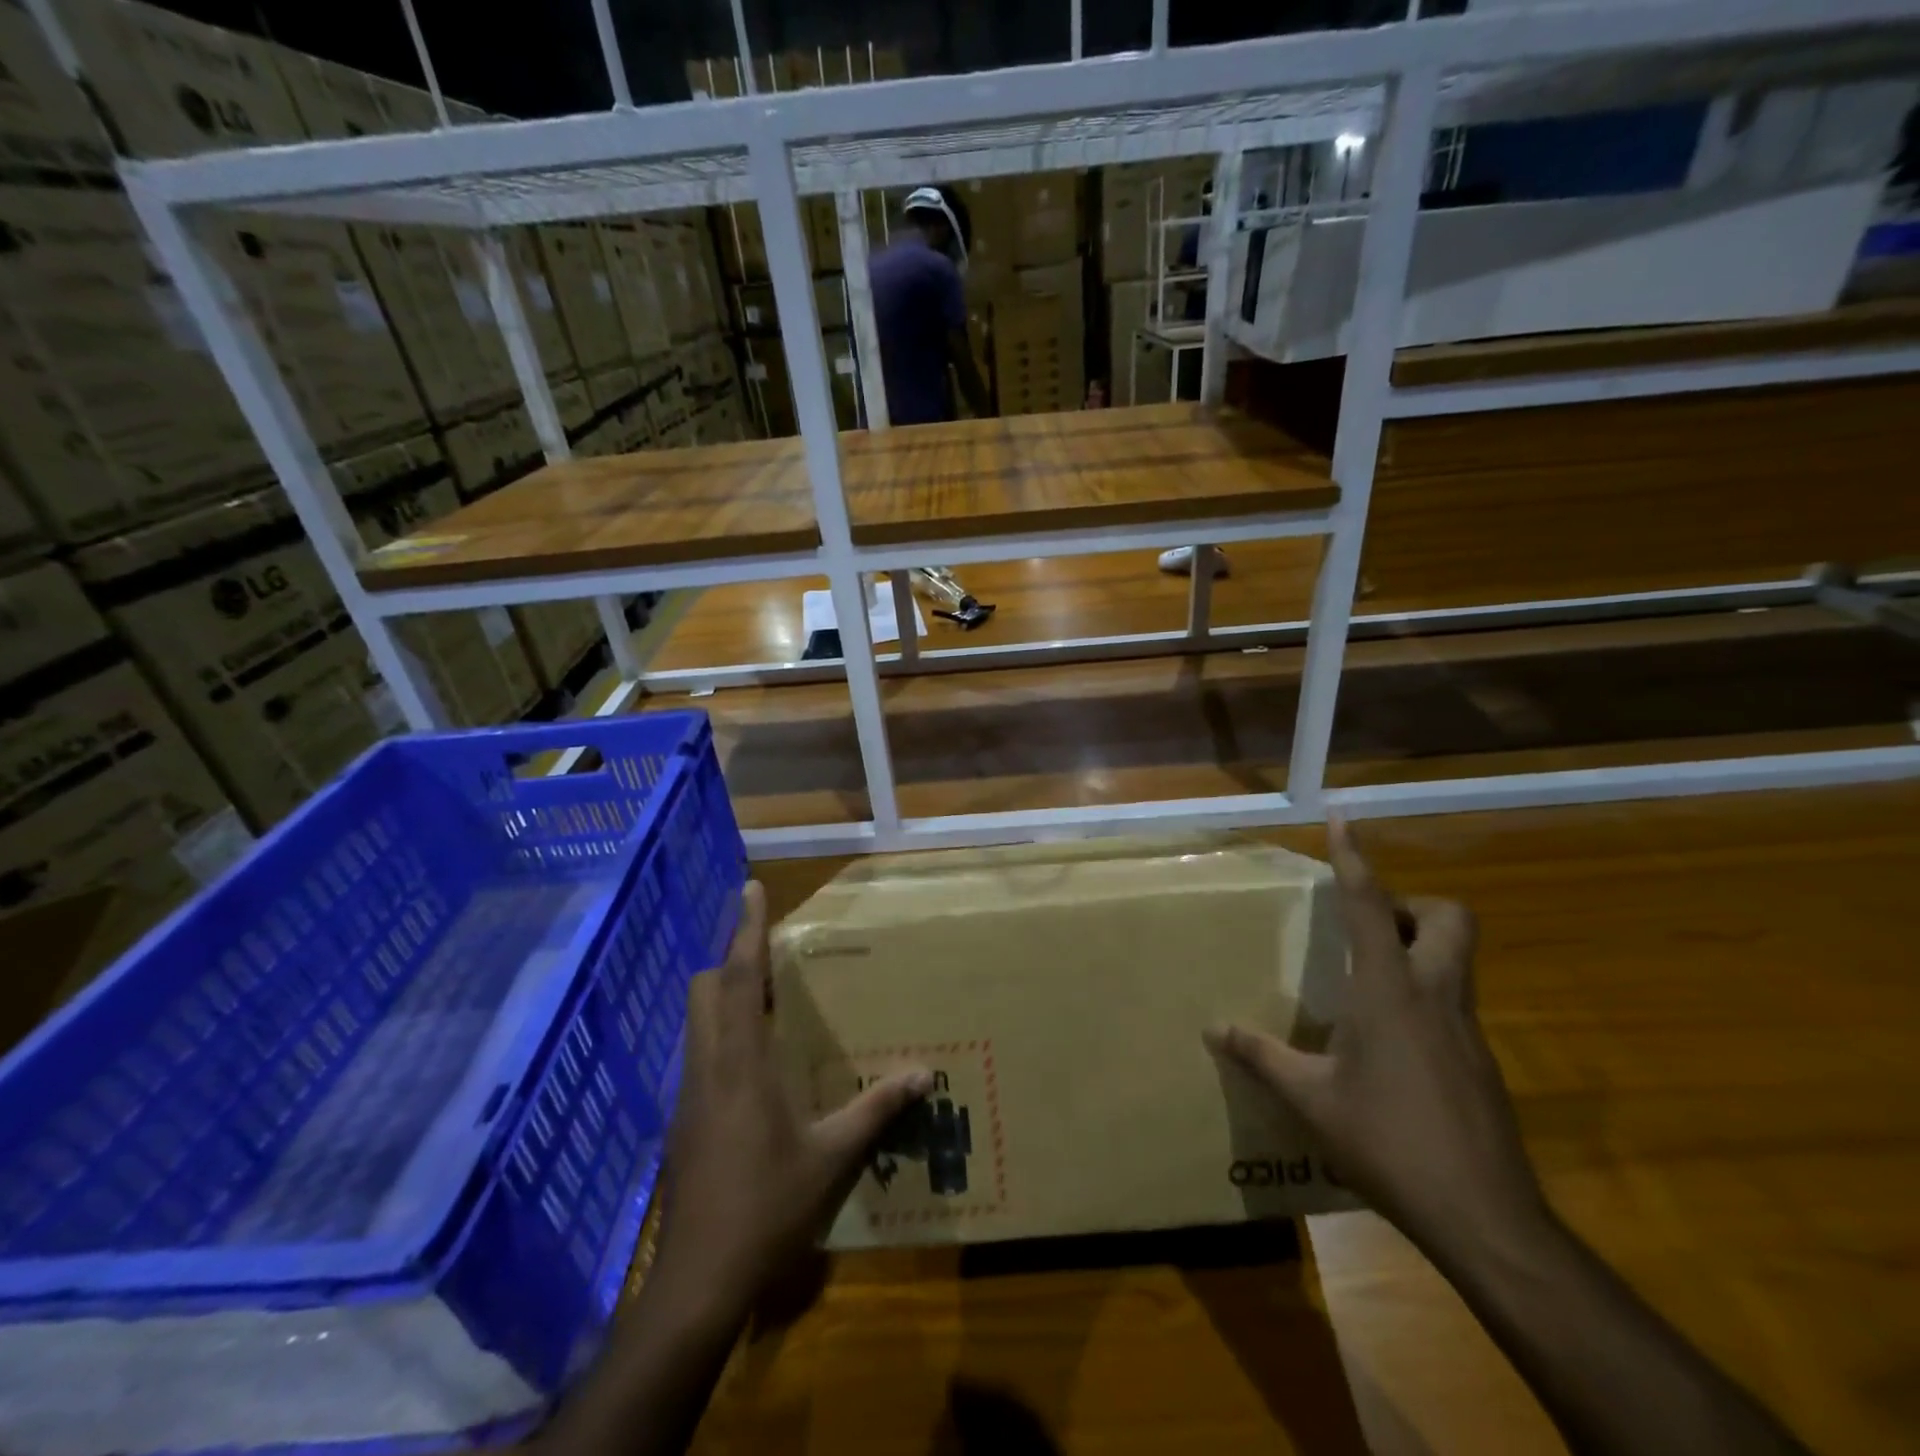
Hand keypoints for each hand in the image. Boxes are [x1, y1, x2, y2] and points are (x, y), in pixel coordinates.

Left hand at [653, 882, 930, 1319]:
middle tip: (769, 955)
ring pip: (697, 1021)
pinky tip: (756, 1066)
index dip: (746, 929)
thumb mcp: (831, 1156)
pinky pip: (700, 1054)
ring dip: (725, 997)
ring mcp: (689, 1094)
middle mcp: (708, 1066)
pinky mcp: (684, 1120)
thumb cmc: (767, 1208)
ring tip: (767, 999)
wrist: (698, 1281)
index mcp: (741, 1063)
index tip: (750, 888)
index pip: (738, 978)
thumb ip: (877, 1109)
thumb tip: (925, 1073)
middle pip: (704, 990)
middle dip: (729, 960)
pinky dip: (723, 1035)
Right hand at [1205, 822, 1546, 1257]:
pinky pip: (1454, 1002)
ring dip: (1419, 947)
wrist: (1485, 1218)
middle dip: (1412, 905)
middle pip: (1450, 918)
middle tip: (1369, 926)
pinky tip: (1388, 1040)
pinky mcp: (1481, 1061)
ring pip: (1458, 958)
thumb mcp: (1310, 1099)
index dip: (1355, 859)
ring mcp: (1467, 1029)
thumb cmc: (1388, 1141)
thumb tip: (1213, 1028)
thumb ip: (1261, 1056)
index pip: (1371, 906)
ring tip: (1368, 977)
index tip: (1344, 819)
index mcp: (1389, 992)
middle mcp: (1435, 996)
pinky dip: (1423, 995)